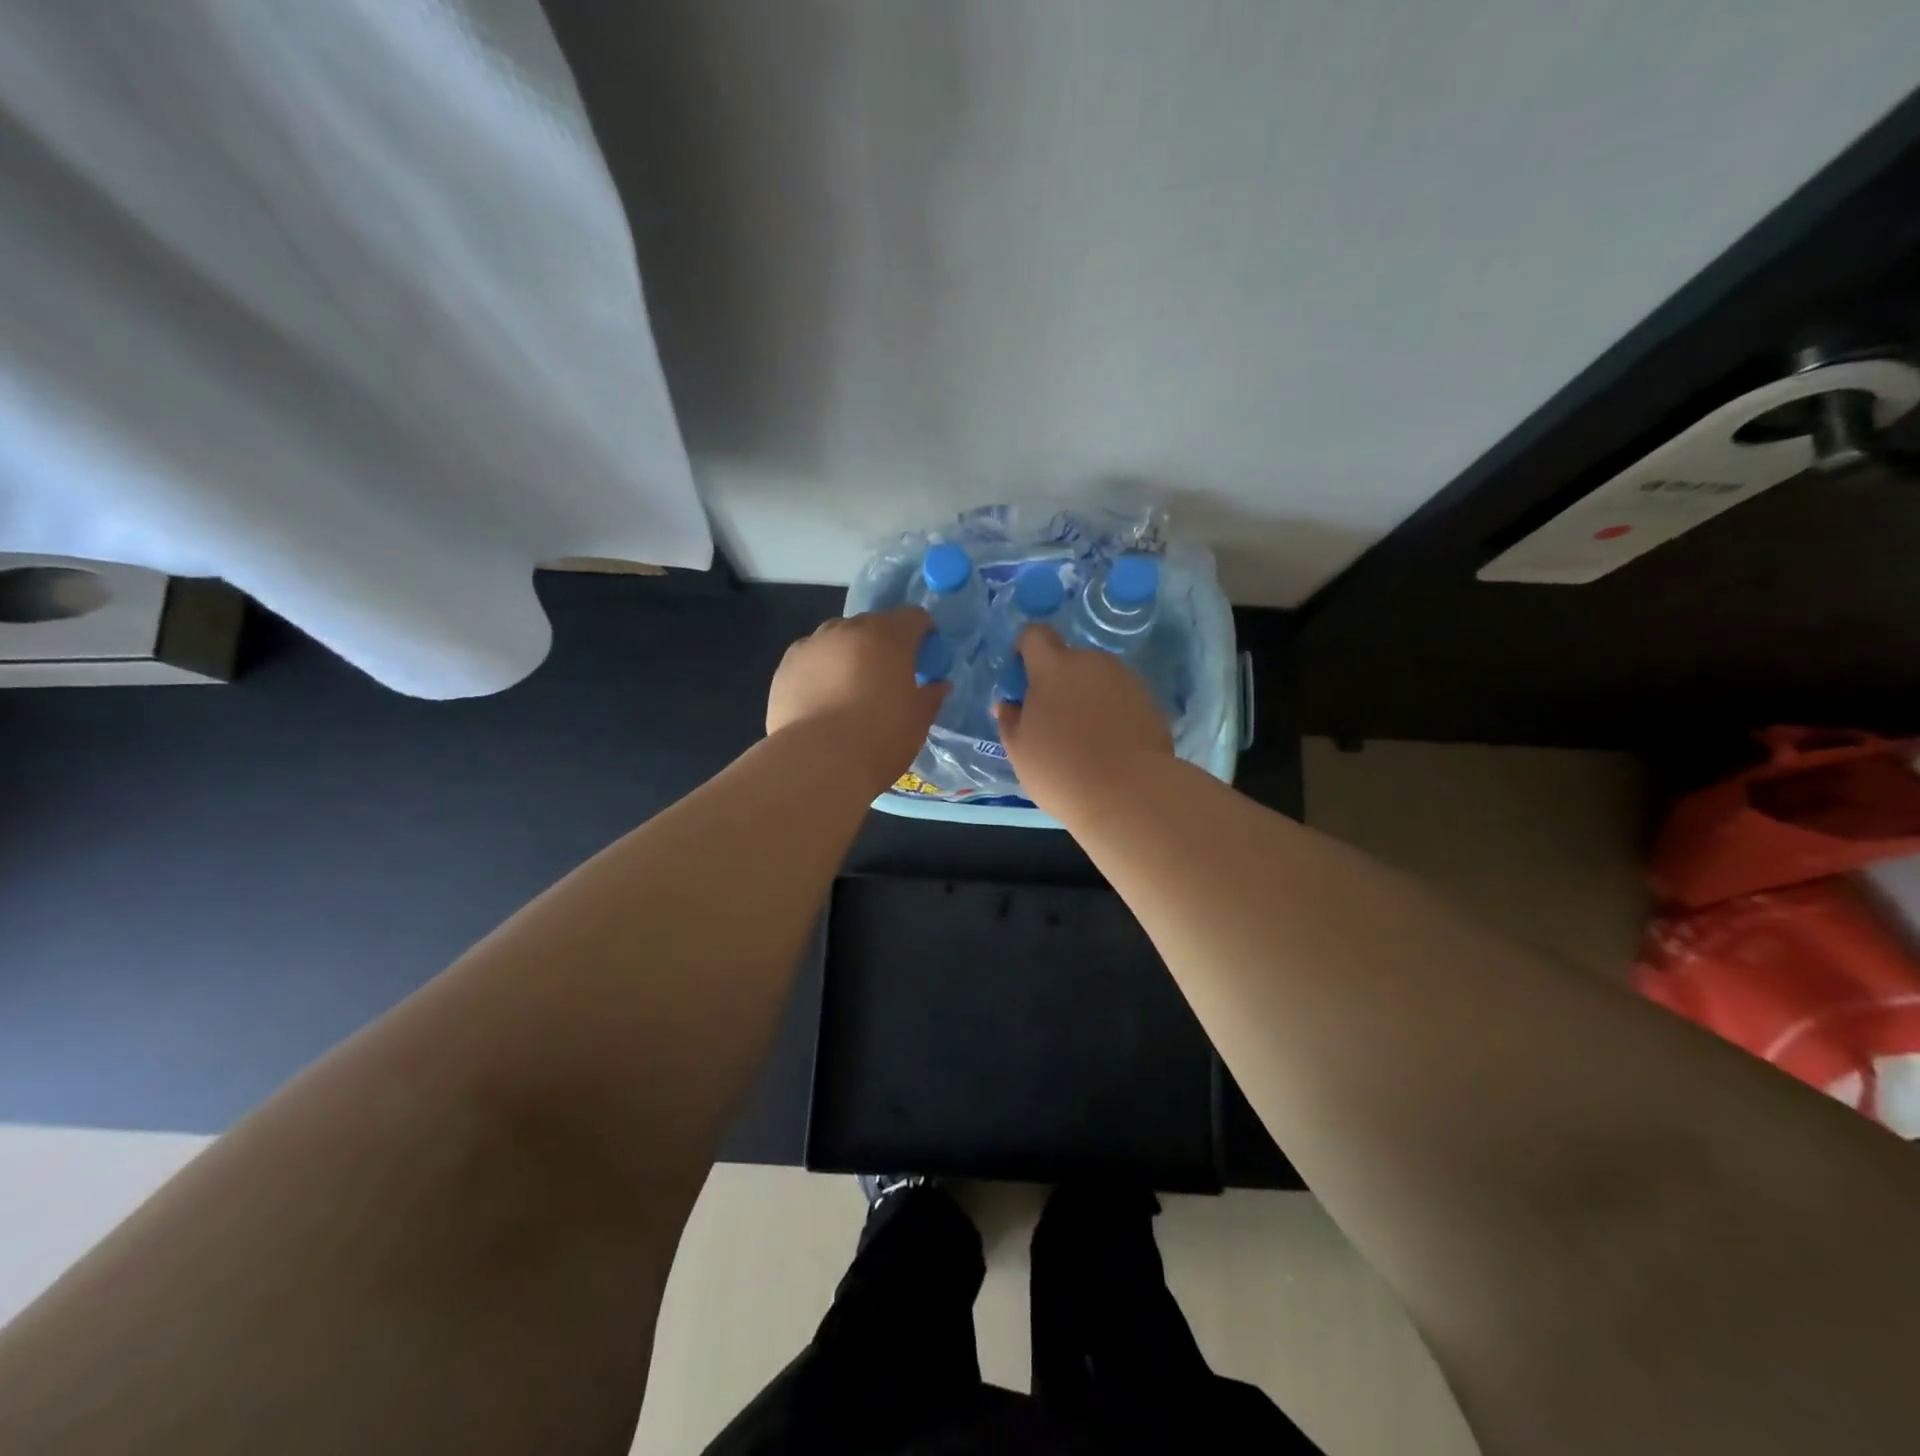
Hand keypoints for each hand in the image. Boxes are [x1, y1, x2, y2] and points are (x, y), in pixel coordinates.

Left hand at [767, 608, 948, 788]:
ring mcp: (812, 644)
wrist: (817, 762)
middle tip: (887, 679)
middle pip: (873, 626)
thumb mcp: (917, 721)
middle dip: (883, 646)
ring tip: (850, 691)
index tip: (925, 660)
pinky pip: (812, 659)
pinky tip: (822, 701)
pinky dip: (821, 671)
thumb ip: (930, 696)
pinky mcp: (785, 665)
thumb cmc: (879, 739)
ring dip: (849, 655)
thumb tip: (938, 685)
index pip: (914, 618)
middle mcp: (849, 629)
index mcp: (888, 636)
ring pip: (838, 640)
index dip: (923, 635)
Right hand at [993, 624, 1173, 816]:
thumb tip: (1008, 705)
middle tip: (1053, 720)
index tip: (1023, 679)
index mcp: (1054, 667)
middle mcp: (1092, 662)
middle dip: (1059, 681)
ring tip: (1085, 737)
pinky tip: (1110, 745)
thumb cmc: (1061, 769)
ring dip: (1087, 697)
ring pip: (1097, 679)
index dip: (1026, 650)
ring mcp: (1126, 679)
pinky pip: (1121, 698)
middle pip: (1069, 659)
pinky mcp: (1151, 701)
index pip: (1035, 635)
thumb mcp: (1019, 750)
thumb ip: (1010, 720)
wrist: (1129, 793)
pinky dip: (1112, 712)